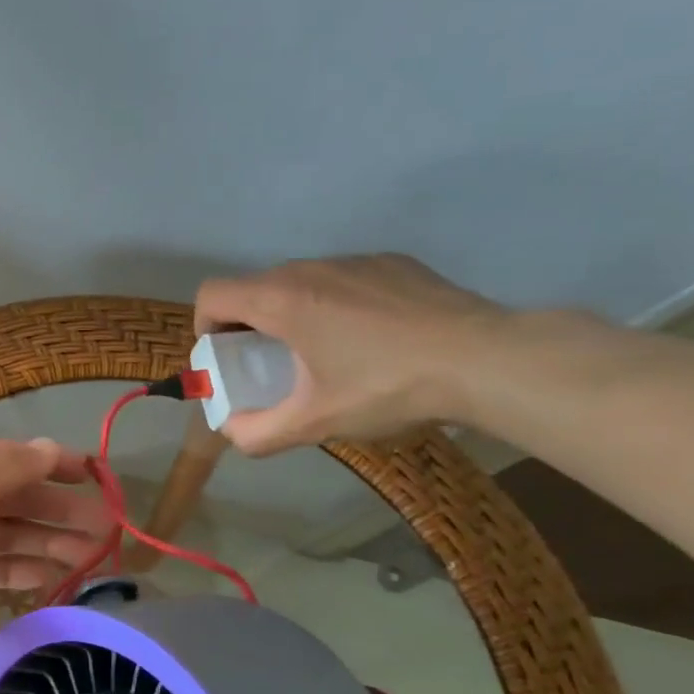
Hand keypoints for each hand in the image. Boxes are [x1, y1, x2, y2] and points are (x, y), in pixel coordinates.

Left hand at [0, 437, 111, 652]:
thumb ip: (12, 468)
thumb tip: (52, 447)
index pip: (14, 459)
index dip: (56, 466)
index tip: (97, 477)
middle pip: (16, 501)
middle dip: (59, 512)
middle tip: (105, 530)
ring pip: (7, 536)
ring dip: (47, 543)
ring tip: (90, 556)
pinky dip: (18, 570)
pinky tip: (51, 575)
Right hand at [194, 254, 510, 454]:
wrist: (488, 360)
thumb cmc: (388, 387)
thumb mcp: (316, 423)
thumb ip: (259, 433)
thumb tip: (231, 433)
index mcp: (281, 300)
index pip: (212, 294)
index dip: (205, 325)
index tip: (228, 357)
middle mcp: (310, 269)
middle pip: (254, 288)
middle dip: (248, 324)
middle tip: (271, 364)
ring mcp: (355, 260)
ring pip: (299, 281)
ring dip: (292, 312)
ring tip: (324, 352)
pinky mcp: (392, 262)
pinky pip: (342, 279)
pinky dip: (336, 303)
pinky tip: (371, 338)